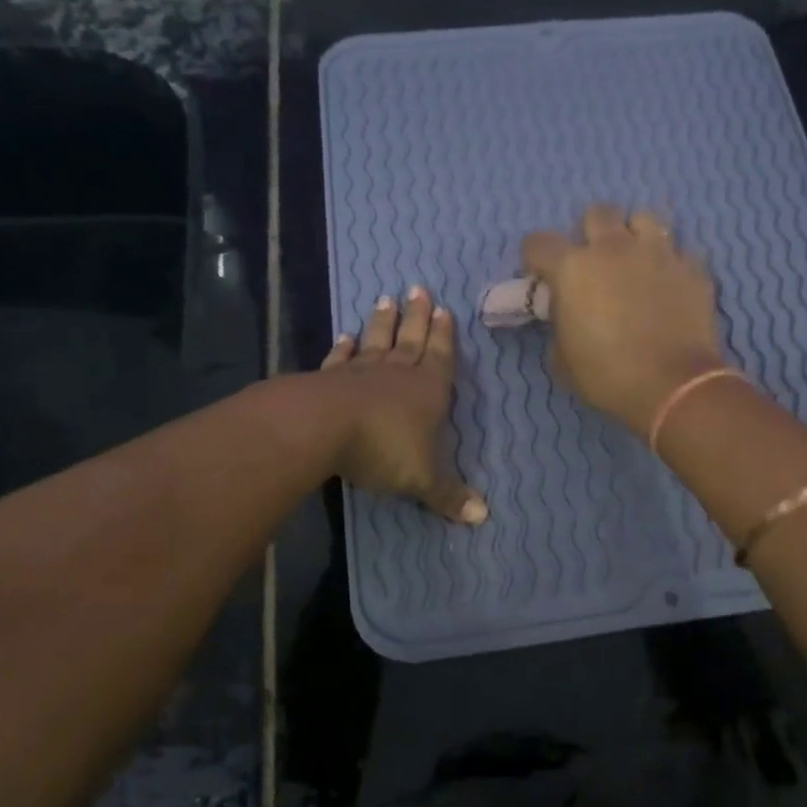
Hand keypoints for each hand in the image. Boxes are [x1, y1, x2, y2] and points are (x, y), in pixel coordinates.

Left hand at [321, 287, 487, 523]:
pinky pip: (340, 359)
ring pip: (376, 342)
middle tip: (418, 289)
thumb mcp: (423, 479)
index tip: (445, 310)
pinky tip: (344, 336)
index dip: (444, 336)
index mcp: (428, 391)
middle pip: (410, 339)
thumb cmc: (384, 449)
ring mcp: (361, 373)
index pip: (441, 357)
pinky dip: (343, 348)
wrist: (324, 428)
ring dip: (382, 323)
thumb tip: (483, 517)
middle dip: (417, 317)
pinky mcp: (328, 379)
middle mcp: (397, 374)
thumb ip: (449, 495)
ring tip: (385, 299)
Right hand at [522, 205, 728, 434]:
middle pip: (597, 213)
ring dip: (634, 235)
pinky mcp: (692, 267)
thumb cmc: (608, 376)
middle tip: (593, 263)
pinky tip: (669, 284)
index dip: (535, 258)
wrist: (674, 386)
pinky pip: (679, 251)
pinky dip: (670, 264)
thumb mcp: (562, 361)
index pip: (539, 242)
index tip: (542, 277)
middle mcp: (614, 248)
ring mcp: (658, 253)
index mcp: (573, 268)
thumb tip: (565, 316)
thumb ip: (558, 326)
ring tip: (636, 261)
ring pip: (643, 218)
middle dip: (590, 233)